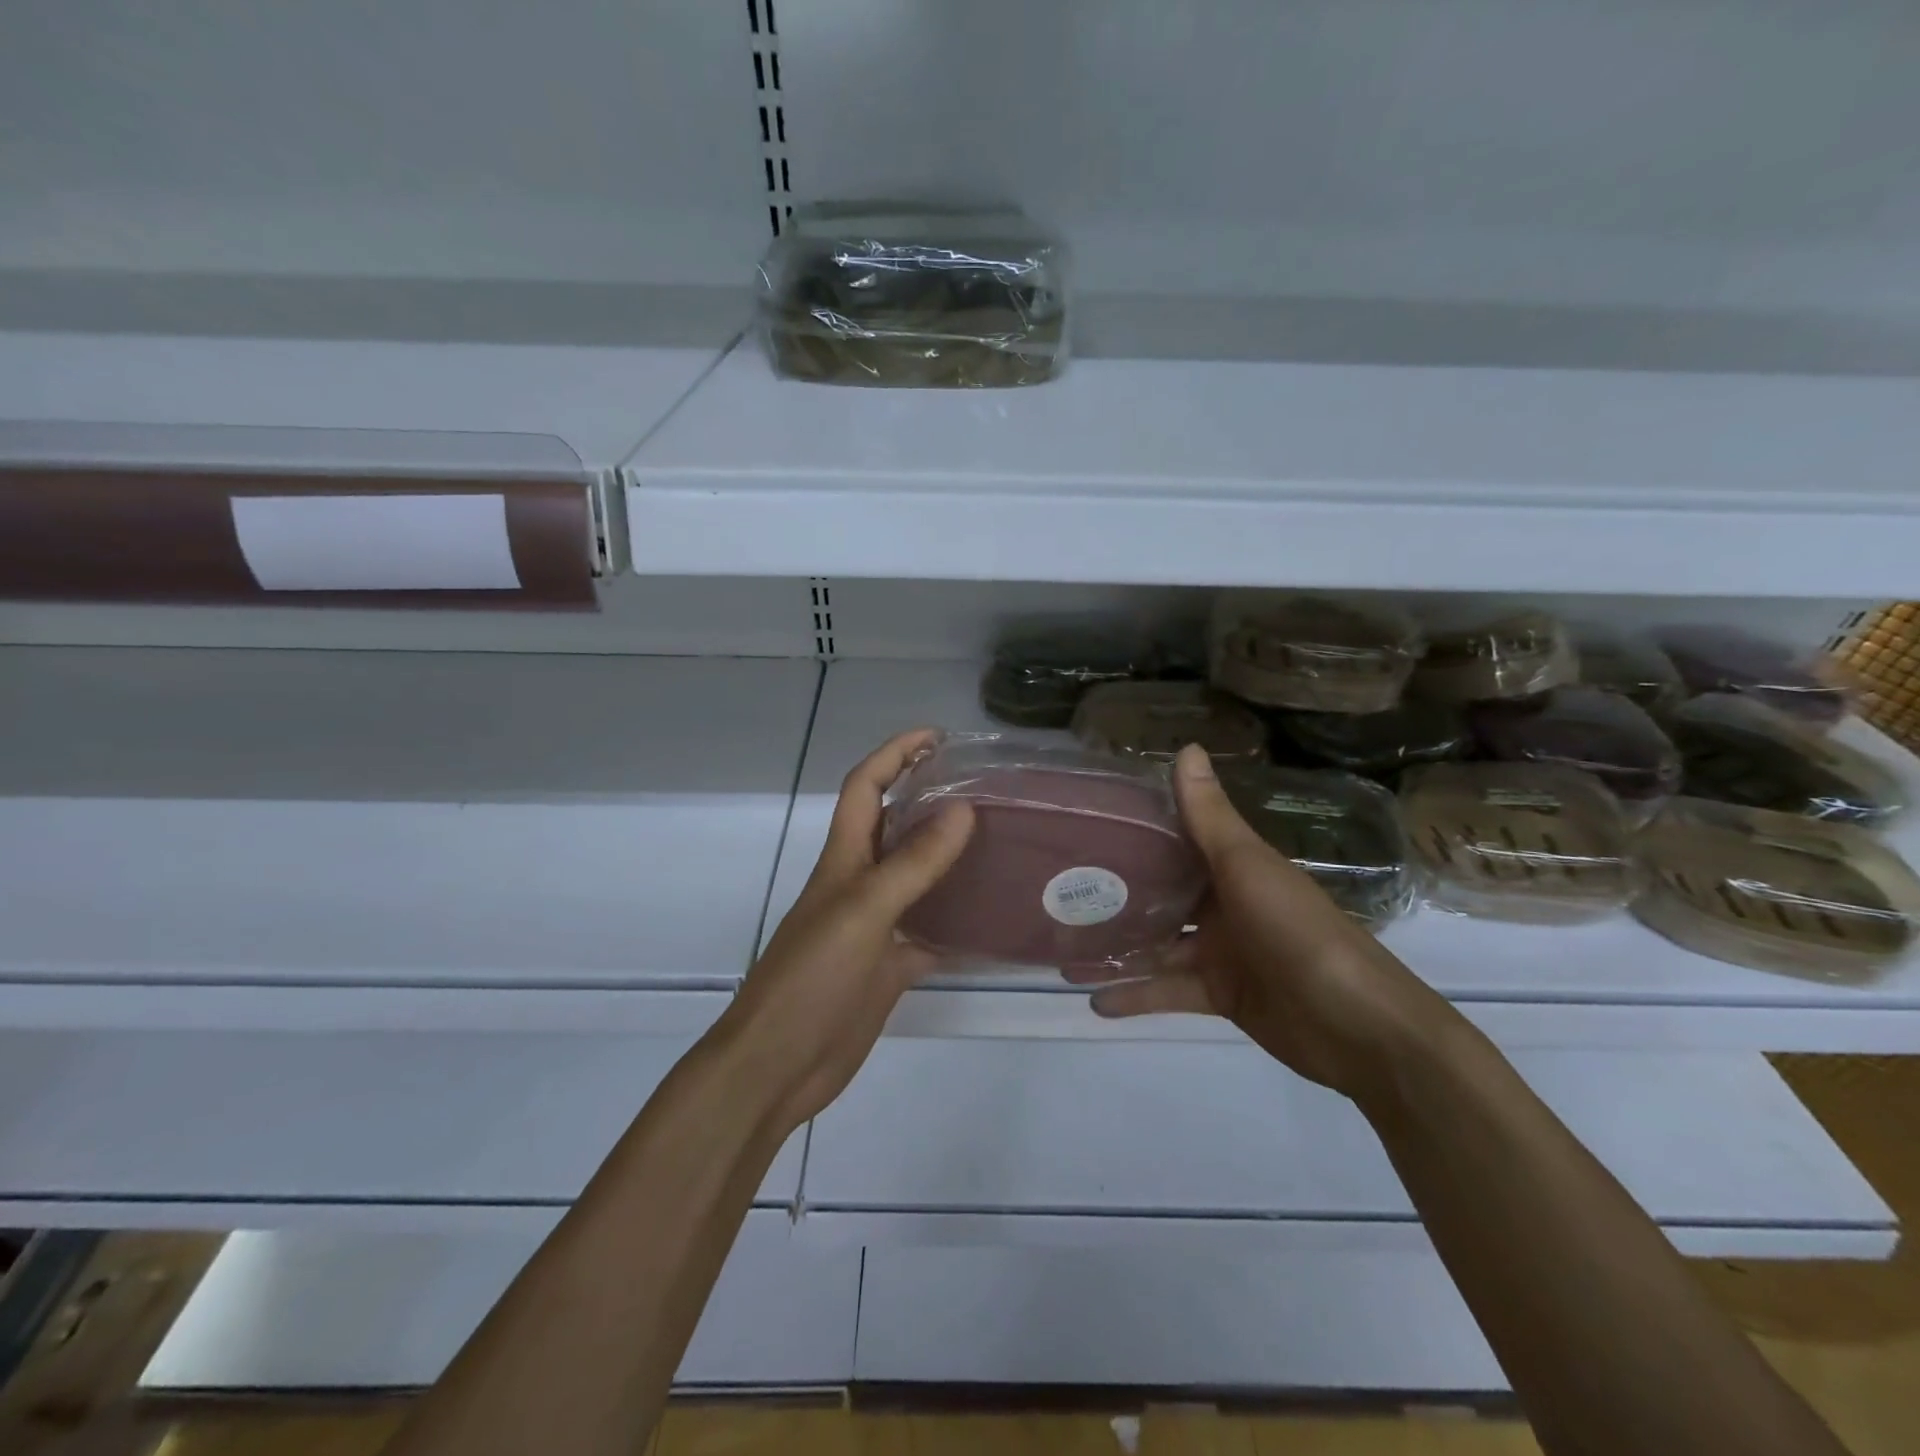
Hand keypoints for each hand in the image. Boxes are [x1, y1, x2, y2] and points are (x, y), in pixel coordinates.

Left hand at [713, 729, 974, 1133]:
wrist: (777, 1066)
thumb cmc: (810, 979)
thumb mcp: (864, 912)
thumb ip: (913, 864)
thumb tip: (962, 810)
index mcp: (844, 859)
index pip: (865, 786)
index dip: (894, 753)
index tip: (938, 736)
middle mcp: (860, 884)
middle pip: (896, 827)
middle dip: (931, 799)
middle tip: (988, 790)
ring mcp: (876, 927)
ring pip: (919, 880)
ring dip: (952, 860)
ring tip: (1004, 845)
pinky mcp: (890, 967)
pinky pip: (932, 934)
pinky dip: (960, 926)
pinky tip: (996, 923)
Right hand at [1070, 744, 1459, 1100]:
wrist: (1359, 1027)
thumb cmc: (1299, 932)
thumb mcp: (1247, 868)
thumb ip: (1209, 817)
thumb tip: (1186, 747)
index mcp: (1232, 866)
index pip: (1176, 839)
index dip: (1134, 830)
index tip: (1085, 823)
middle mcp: (1223, 903)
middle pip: (1159, 893)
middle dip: (1115, 892)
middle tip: (1057, 888)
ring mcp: (1220, 951)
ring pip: (1156, 944)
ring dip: (1115, 947)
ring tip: (1060, 948)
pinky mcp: (1218, 995)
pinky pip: (1166, 991)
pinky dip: (1134, 995)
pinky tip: (1091, 998)